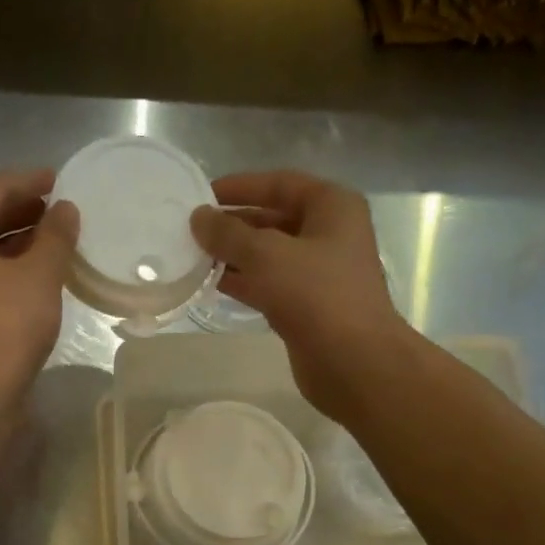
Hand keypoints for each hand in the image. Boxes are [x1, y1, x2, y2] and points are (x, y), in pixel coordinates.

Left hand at [0, 169, 78, 407]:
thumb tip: (65, 211)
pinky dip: (6, 274)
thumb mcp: (39, 274)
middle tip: (57, 211)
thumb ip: (55, 237)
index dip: (27, 183)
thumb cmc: (4, 324)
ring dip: (15, 246)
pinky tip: (36, 282)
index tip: (56, 180)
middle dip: (20, 214)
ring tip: (54, 245)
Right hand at [191, 171, 412, 419]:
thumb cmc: (316, 295)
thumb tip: (198, 218)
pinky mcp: (307, 307)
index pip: (280, 183)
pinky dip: (243, 283)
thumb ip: (228, 234)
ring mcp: (319, 273)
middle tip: (192, 231)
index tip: (202, 196)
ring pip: (269, 256)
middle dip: (233, 225)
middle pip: (273, 220)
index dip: (240, 187)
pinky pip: (269, 285)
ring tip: (193, 257)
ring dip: (234, 256)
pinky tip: (211, 284)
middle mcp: (329, 234)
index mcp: (332, 206)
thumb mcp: (266, 255)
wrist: (352, 361)